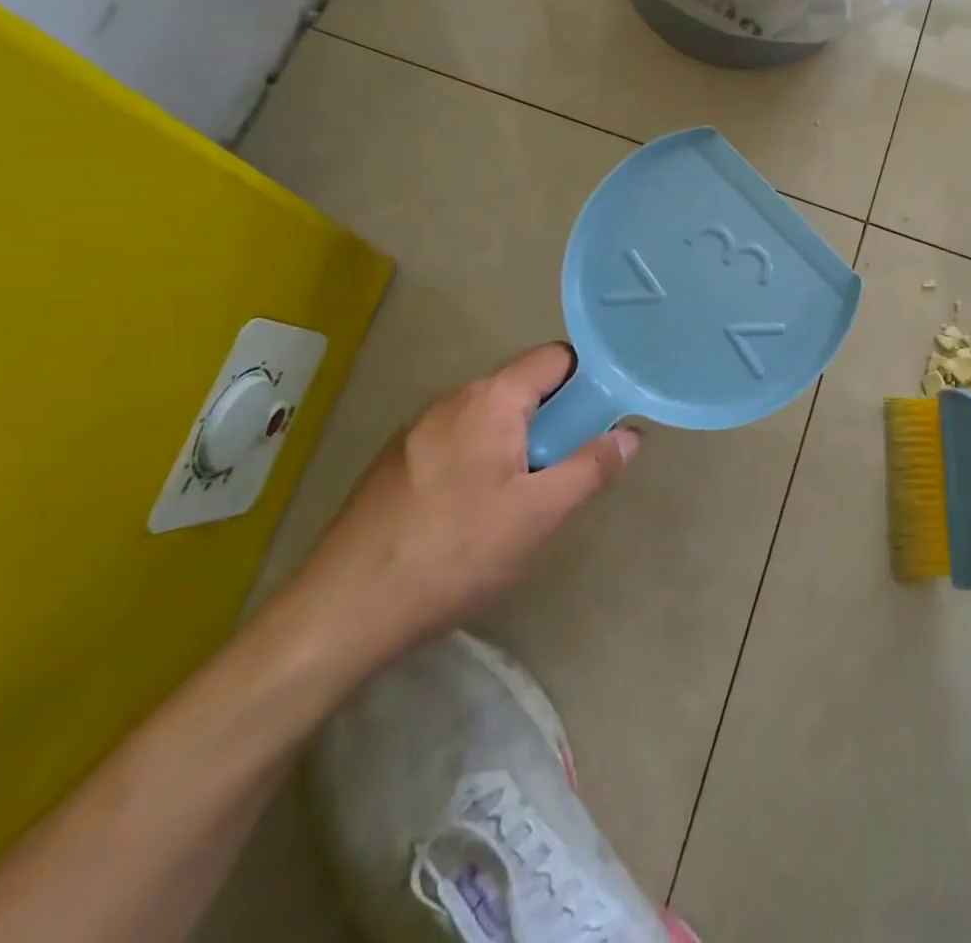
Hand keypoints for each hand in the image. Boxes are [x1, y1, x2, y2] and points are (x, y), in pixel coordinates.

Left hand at [287, 344, 636, 670]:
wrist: (341, 612)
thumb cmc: (454, 553)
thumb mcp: (539, 514)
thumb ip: (591, 467)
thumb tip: (629, 435)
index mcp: (490, 400)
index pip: (556, 358)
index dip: (589, 379)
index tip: (606, 417)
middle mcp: (452, 401)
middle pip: (524, 388)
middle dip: (557, 420)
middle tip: (569, 469)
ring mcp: (417, 431)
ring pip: (491, 419)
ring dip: (521, 444)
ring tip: (526, 500)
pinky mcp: (396, 464)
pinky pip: (459, 443)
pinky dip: (484, 461)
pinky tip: (476, 516)